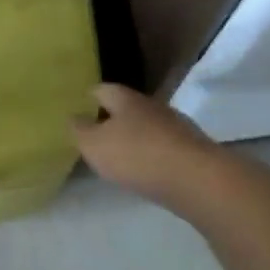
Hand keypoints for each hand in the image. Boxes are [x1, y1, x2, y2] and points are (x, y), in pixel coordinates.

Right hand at [72, 83, 217, 208]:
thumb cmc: (137, 155)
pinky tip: (146, 170)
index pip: (102, 89)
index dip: (87, 97)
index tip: (77, 109)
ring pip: (148, 126)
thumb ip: (79, 130)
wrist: (197, 179)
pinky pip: (164, 146)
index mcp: (126, 99)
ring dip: (134, 137)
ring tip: (120, 155)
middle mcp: (152, 105)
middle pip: (127, 106)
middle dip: (112, 118)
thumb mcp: (94, 145)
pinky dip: (152, 154)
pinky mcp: (192, 149)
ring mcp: (176, 126)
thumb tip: (73, 117)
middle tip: (96, 134)